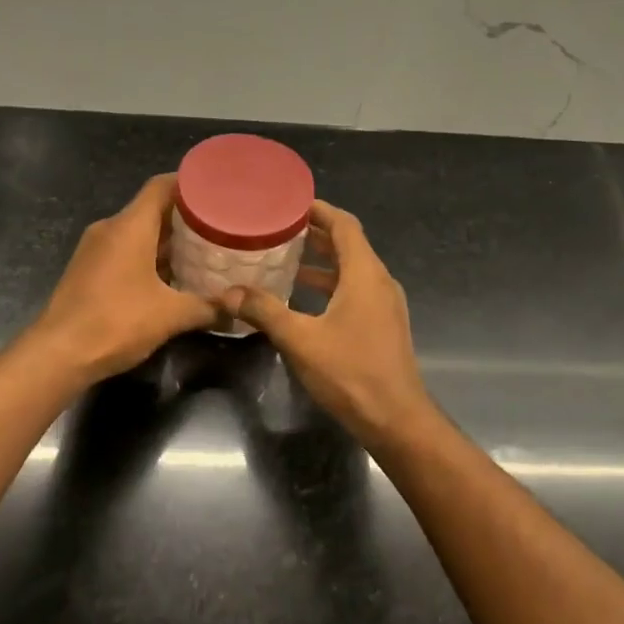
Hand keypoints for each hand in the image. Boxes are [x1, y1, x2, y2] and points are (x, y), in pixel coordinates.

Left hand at [31, 174, 222, 383]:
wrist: (58, 354)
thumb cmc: (116, 322)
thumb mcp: (171, 316)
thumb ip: (208, 308)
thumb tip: (237, 309)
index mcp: (129, 226)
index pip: (161, 186)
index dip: (189, 183)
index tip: (217, 190)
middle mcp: (110, 229)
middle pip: (151, 209)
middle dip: (185, 217)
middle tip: (219, 225)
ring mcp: (95, 249)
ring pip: (137, 233)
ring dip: (167, 241)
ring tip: (202, 251)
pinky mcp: (87, 270)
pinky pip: (124, 251)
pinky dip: (148, 257)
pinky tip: (171, 277)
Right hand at [222, 200, 435, 447]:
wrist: (395, 419)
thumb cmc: (351, 372)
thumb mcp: (300, 339)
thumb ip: (264, 311)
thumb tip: (228, 292)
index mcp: (365, 274)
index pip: (345, 225)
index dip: (319, 210)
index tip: (290, 203)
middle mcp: (379, 282)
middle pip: (349, 245)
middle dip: (315, 235)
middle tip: (278, 229)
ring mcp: (385, 305)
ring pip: (352, 271)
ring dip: (322, 263)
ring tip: (285, 260)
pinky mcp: (383, 326)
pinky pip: (355, 292)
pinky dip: (330, 286)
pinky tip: (303, 300)